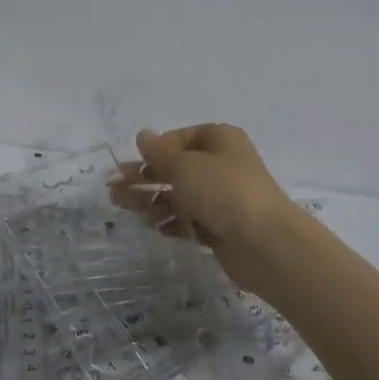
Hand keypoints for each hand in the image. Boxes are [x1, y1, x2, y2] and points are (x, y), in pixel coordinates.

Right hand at [108, 125, 302, 302]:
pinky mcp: (222, 227)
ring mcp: (223, 198)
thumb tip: (143, 135)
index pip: (179, 139)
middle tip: (114, 189)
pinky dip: (173, 222)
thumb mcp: (184, 166)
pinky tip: (155, 228)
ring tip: (126, 210)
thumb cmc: (222, 192)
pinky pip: (190, 220)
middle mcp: (223, 165)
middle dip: (145, 178)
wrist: (265, 244)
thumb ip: (159, 153)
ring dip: (153, 201)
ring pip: (180, 196)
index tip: (132, 166)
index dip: (154, 152)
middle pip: (176, 168)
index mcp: (219, 140)